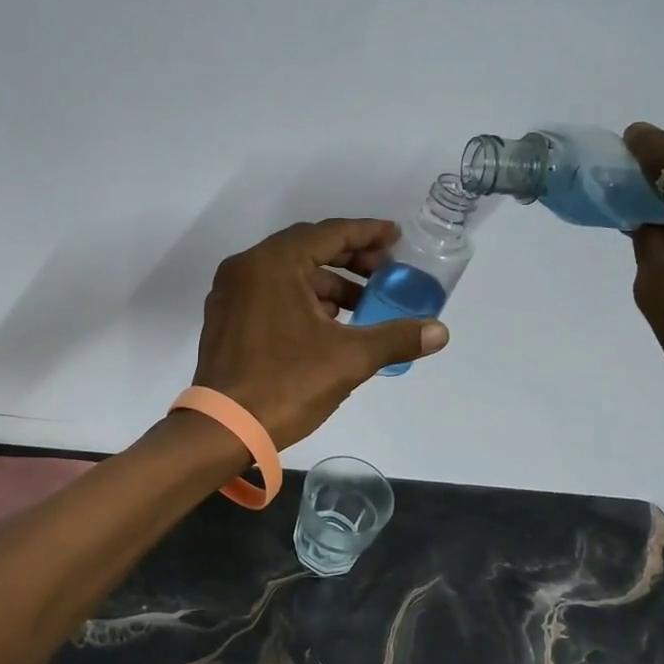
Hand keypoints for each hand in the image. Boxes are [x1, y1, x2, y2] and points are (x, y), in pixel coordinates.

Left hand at [192, 218, 448, 447]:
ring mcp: (231, 293)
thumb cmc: (285, 385)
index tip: (396, 238)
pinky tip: (328, 325)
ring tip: (362, 306)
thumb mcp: (349, 360)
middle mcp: (246, 267)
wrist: (222, 429)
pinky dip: (302, 299)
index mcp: (273, 264)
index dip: (368, 233)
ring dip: (328, 284)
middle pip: (308, 249)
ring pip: (289, 274)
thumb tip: (441, 332)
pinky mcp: (226, 318)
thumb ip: (396, 338)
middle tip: (385, 273)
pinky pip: (271, 293)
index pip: (330, 233)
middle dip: (350, 260)